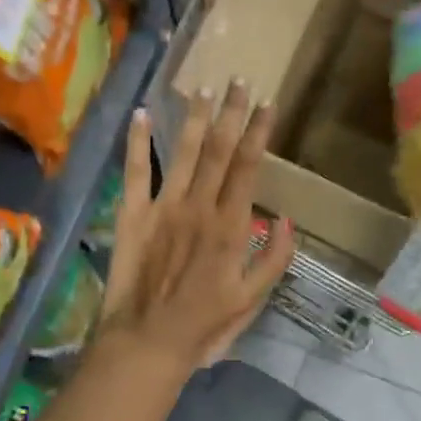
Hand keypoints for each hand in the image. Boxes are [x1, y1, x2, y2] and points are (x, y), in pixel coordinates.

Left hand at [98, 82, 296, 374]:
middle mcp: (199, 206)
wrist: (148, 340)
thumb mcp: (252, 300)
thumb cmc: (204, 324)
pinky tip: (142, 113)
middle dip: (232, 112)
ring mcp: (163, 207)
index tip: (267, 103)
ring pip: (184, 152)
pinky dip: (137, 142)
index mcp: (230, 225)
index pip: (248, 167)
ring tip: (204, 88)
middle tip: (239, 79)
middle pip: (219, 150)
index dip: (259, 132)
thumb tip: (288, 220)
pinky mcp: (132, 214)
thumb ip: (274, 259)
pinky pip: (135, 171)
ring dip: (196, 118)